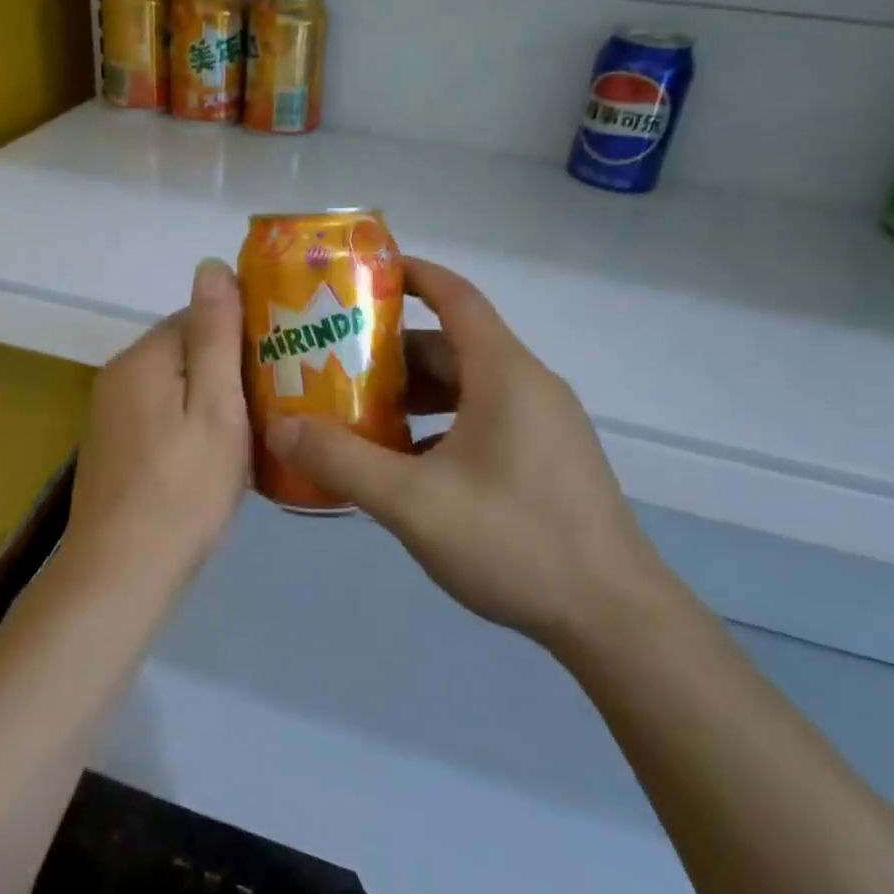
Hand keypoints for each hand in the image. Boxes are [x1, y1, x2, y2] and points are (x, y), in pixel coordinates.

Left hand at [65, 258, 251, 583]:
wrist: (122, 572)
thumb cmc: (183, 488)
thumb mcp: (215, 406)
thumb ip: (214, 334)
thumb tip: (210, 264)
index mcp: (144, 357)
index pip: (199, 317)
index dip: (242, 336)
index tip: (278, 366)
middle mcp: (119, 374)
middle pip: (185, 350)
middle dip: (227, 369)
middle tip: (272, 404)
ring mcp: (110, 413)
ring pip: (175, 385)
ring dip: (210, 399)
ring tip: (251, 430)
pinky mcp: (112, 445)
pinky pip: (160, 414)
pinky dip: (189, 424)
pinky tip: (212, 457)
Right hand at [265, 257, 662, 649]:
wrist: (614, 618)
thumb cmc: (515, 541)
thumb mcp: (415, 503)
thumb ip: (342, 462)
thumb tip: (279, 427)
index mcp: (504, 372)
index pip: (455, 295)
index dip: (410, 275)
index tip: (361, 276)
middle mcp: (527, 384)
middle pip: (451, 346)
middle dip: (391, 350)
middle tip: (332, 361)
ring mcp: (542, 423)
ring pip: (465, 387)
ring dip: (413, 394)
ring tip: (356, 412)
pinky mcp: (546, 458)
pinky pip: (482, 420)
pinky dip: (438, 426)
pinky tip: (403, 464)